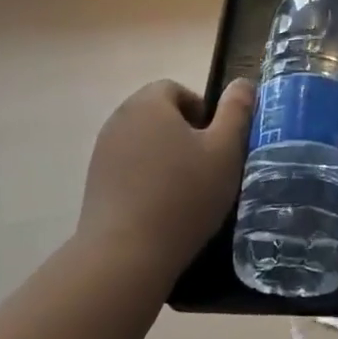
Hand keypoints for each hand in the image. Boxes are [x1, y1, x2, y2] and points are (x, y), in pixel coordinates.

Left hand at [76, 78, 254, 284]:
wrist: (125, 256)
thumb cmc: (183, 195)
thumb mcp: (225, 150)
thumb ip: (237, 111)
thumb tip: (243, 82)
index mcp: (149, 103)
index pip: (177, 89)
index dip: (203, 110)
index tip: (217, 142)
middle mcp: (119, 119)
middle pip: (159, 114)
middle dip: (185, 134)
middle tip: (207, 166)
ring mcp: (102, 152)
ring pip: (144, 142)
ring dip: (166, 157)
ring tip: (187, 190)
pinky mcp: (94, 184)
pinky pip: (129, 168)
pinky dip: (147, 178)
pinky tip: (162, 208)